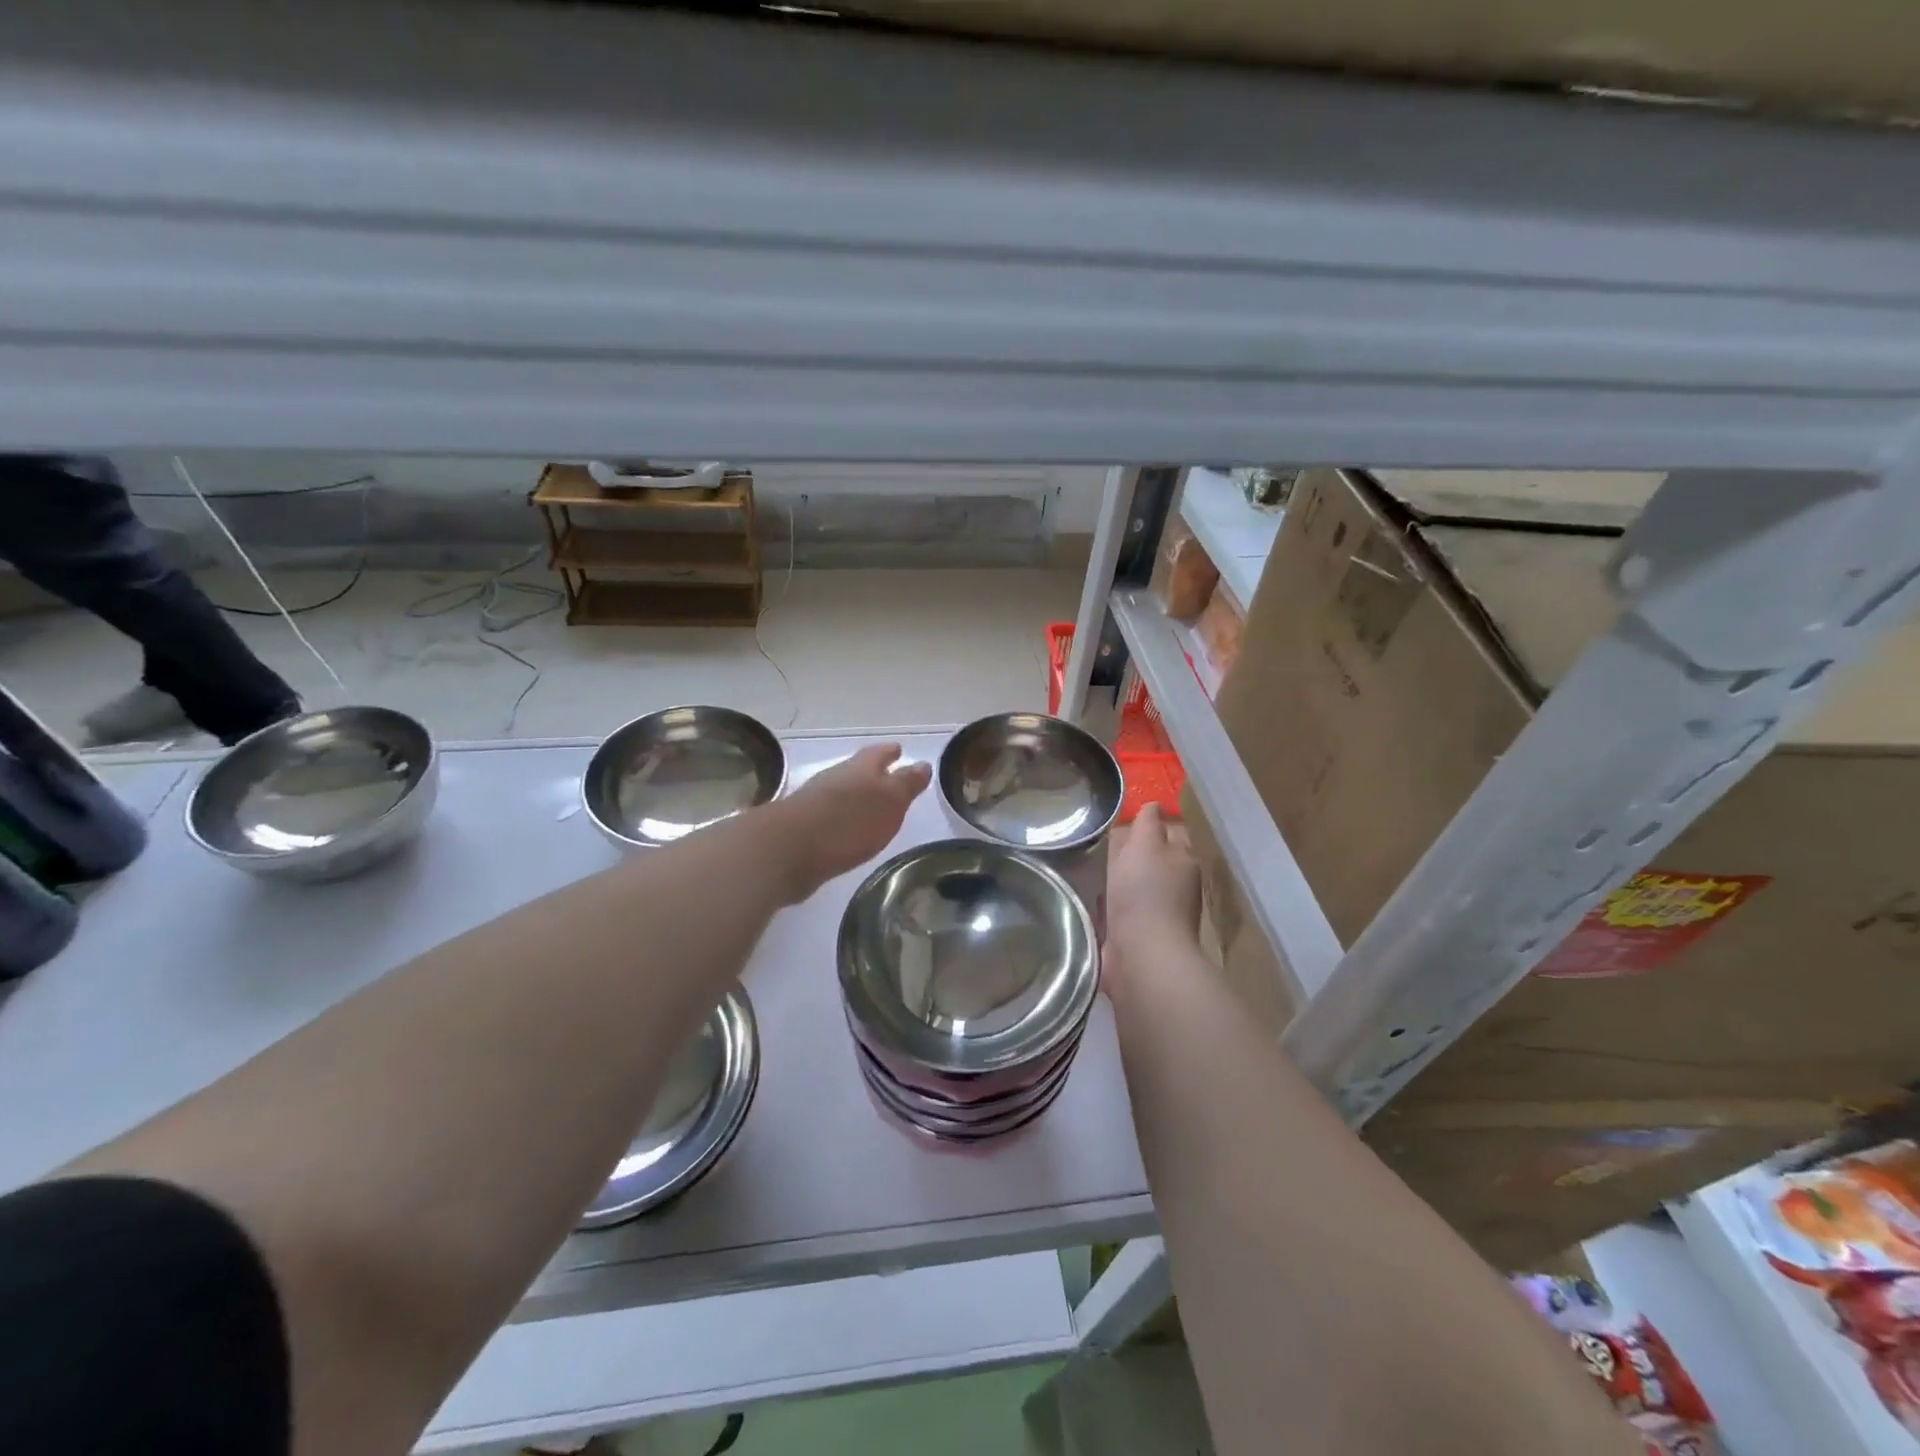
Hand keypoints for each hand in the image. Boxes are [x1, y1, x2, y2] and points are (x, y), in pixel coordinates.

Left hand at [770, 744, 931, 903]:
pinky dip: (840, 818)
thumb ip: (905, 784)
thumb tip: (923, 764)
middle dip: (872, 772)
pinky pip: (827, 816)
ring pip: (840, 791)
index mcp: (860, 769)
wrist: (790, 849)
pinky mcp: (801, 828)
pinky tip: (845, 831)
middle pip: (857, 770)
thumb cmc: (849, 821)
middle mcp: (836, 779)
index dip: (890, 752)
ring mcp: (814, 802)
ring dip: (854, 795)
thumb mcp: (889, 801)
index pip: (879, 754)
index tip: (899, 749)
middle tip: (886, 775)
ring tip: (868, 805)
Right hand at [1104, 804, 1201, 995]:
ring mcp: (1159, 916)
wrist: (1142, 956)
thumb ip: (1147, 824)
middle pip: (1153, 862)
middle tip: (1101, 844)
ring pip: (1137, 888)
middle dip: (1132, 855)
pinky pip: (1123, 914)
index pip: (1170, 834)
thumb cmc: (1144, 893)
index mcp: (1183, 861)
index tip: (1124, 820)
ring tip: (1091, 870)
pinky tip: (1092, 903)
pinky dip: (1111, 909)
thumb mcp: (1144, 845)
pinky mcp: (1139, 938)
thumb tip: (1154, 805)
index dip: (1150, 826)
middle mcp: (1177, 888)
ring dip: (1120, 883)